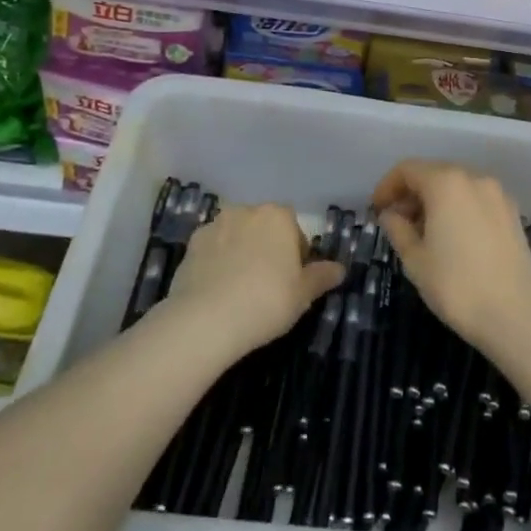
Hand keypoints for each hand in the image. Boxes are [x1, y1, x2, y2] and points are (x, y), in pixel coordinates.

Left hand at [165, 203, 343, 356]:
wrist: (206, 319)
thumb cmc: (266, 301)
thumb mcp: (303, 295)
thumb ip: (322, 277)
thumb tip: (340, 269)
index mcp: (278, 216)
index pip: (294, 229)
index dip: (296, 255)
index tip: (293, 280)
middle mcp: (246, 211)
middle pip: (264, 228)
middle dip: (267, 248)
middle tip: (268, 284)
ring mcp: (215, 225)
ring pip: (237, 236)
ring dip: (241, 251)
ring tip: (239, 288)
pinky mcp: (191, 244)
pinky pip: (212, 249)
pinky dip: (216, 262)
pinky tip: (217, 289)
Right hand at [372, 161, 530, 349]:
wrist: (517, 315)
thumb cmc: (457, 286)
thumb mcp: (415, 259)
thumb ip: (397, 229)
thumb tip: (391, 214)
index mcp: (446, 183)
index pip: (408, 169)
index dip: (387, 186)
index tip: (377, 210)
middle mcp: (474, 178)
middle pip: (434, 173)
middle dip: (411, 193)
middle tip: (397, 222)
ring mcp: (498, 194)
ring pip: (457, 185)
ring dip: (435, 200)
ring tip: (423, 233)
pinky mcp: (512, 212)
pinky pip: (476, 198)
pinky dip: (458, 207)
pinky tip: (452, 237)